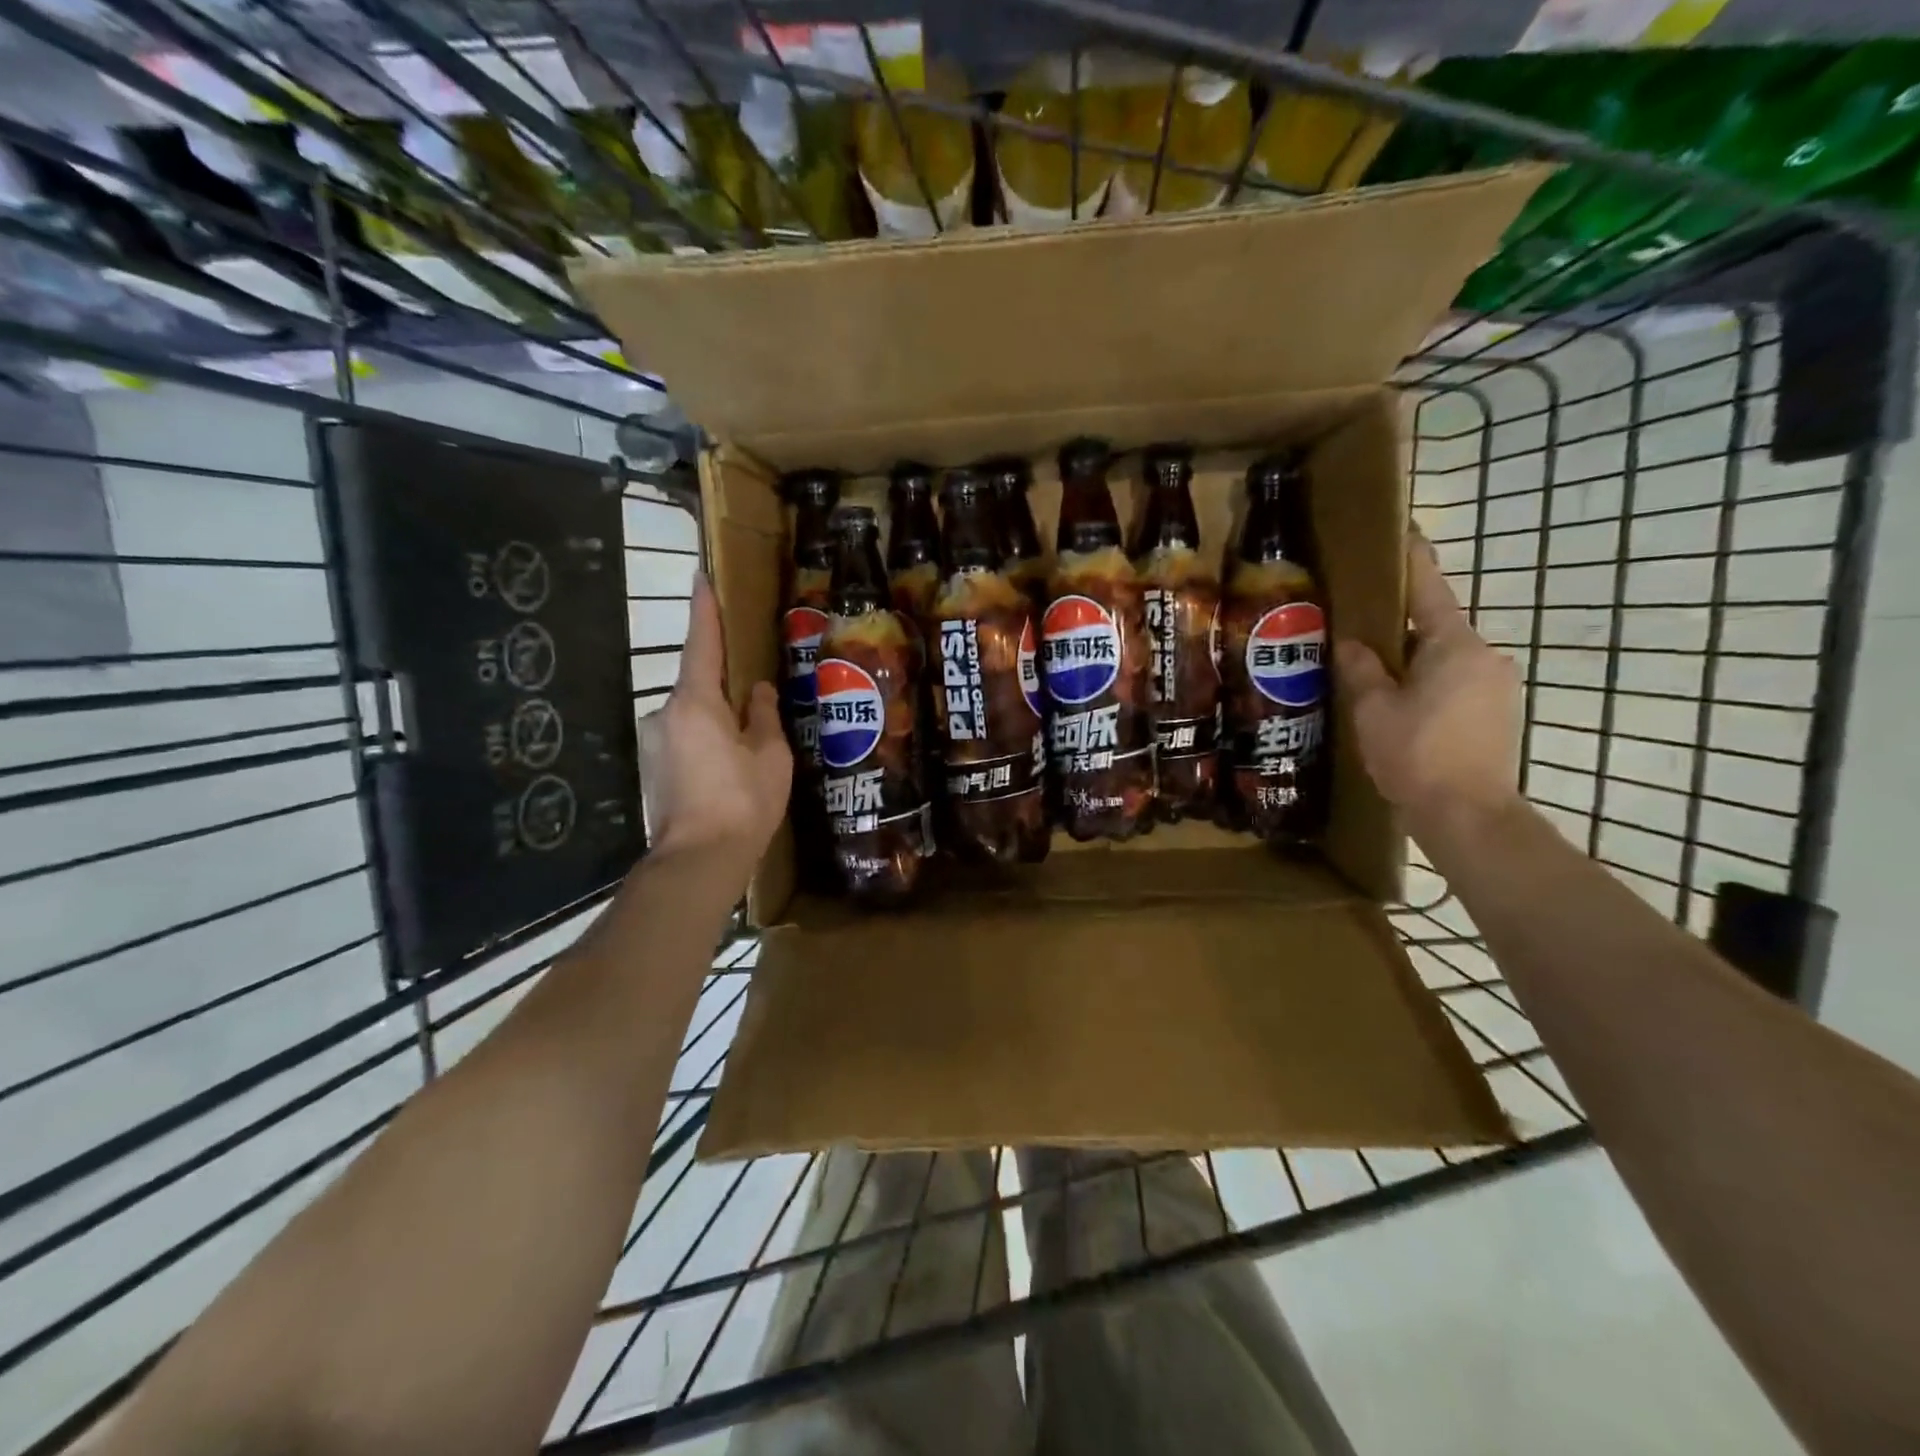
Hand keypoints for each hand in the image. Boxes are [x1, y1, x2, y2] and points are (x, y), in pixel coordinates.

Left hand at [637, 574, 790, 870]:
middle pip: (699, 686)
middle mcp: (665, 713)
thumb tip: (756, 691)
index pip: (702, 643)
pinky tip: (726, 773)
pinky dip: (704, 745)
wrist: (698, 860)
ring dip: (716, 724)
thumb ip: (763, 716)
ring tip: (745, 753)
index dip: (704, 609)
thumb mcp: (770, 755)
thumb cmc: (742, 802)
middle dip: (724, 690)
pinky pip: (684, 741)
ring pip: (692, 717)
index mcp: (696, 702)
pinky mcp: (651, 768)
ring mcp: (653, 742)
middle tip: (754, 708)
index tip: (700, 576)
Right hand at [1334, 531, 1522, 835]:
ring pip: (1445, 658)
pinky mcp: (1498, 712)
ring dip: (1412, 660)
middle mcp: (1485, 655)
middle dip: (1400, 625)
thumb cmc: (1417, 754)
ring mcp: (1497, 684)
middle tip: (1360, 626)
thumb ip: (1361, 669)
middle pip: (1436, 626)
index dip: (1412, 561)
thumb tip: (1352, 643)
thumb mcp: (1373, 709)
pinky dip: (1428, 682)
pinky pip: (1456, 681)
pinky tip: (1400, 703)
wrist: (1469, 815)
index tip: (1403, 532)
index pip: (1428, 590)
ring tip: (1373, 673)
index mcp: (1454, 645)